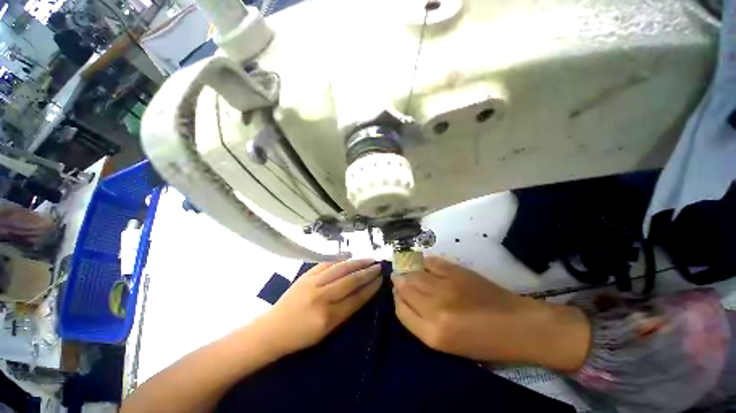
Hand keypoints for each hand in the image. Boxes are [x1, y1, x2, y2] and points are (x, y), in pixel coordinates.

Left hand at [262, 259, 381, 355]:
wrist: (272, 329)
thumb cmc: (301, 336)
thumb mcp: (326, 332)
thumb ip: (345, 312)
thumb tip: (362, 293)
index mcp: (328, 317)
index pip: (356, 299)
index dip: (370, 288)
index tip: (381, 280)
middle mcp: (321, 297)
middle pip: (350, 281)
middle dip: (367, 272)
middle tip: (379, 266)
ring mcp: (312, 283)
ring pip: (340, 269)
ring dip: (356, 262)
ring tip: (369, 259)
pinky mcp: (305, 276)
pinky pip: (326, 264)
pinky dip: (340, 260)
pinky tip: (349, 258)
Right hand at [392, 257, 589, 371]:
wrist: (517, 325)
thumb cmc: (483, 342)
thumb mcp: (448, 344)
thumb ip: (422, 322)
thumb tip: (405, 298)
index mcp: (432, 334)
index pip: (401, 311)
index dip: (396, 299)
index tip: (398, 294)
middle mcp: (434, 309)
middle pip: (405, 288)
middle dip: (399, 283)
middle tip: (400, 279)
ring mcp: (445, 287)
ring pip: (414, 273)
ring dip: (408, 271)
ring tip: (409, 271)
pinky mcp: (456, 271)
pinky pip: (430, 262)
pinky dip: (424, 262)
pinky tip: (424, 264)